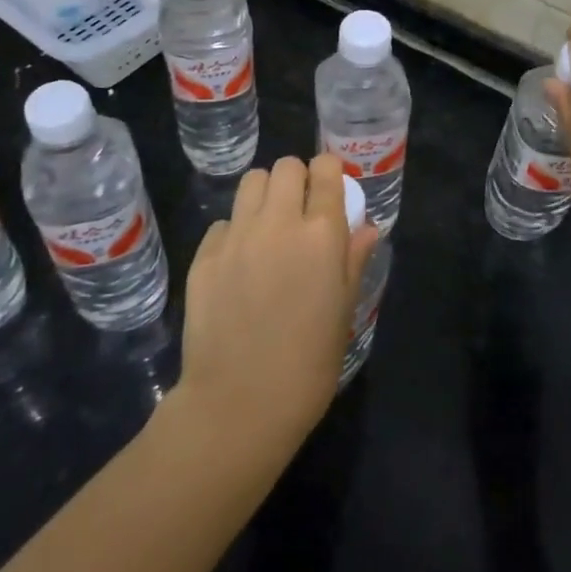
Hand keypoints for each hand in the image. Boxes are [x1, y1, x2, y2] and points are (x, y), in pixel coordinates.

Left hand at [173, 154, 376, 453]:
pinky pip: (223, 223)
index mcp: (321, 233)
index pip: (325, 169)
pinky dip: (235, 231)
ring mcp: (237, 237)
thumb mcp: (345, 310)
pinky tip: (239, 263)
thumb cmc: (308, 363)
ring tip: (268, 226)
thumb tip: (366, 228)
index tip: (330, 190)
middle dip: (297, 179)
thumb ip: (353, 259)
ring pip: (251, 182)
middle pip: (286, 166)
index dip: (329, 173)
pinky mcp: (204, 256)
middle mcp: (278, 223)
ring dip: (265, 194)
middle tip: (300, 210)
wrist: (240, 404)